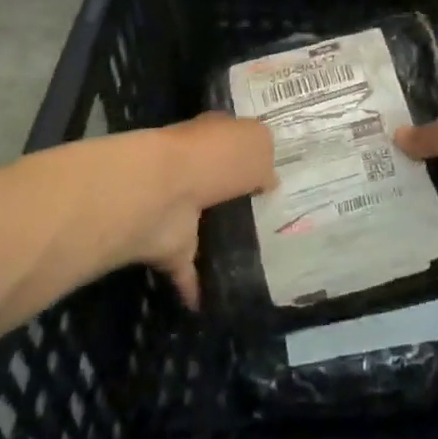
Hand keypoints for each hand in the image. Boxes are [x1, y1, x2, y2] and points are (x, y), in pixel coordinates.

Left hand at [110, 113, 274, 307]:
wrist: (165, 192)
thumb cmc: (217, 157)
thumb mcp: (258, 141)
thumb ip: (265, 158)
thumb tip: (266, 179)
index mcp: (214, 136)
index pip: (233, 139)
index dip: (250, 153)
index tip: (272, 173)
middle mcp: (194, 167)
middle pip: (218, 181)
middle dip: (236, 196)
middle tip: (268, 217)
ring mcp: (177, 207)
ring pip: (202, 222)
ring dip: (217, 238)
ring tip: (251, 258)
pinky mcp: (167, 245)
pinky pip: (186, 267)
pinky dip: (196, 285)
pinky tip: (215, 302)